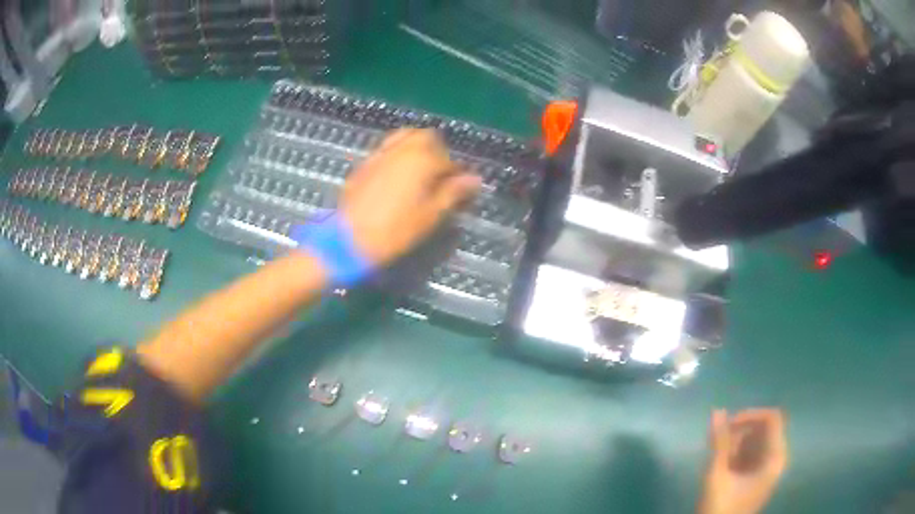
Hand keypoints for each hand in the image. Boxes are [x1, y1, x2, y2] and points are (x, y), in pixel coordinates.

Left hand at [340, 128, 480, 265]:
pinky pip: (387, 147)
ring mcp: (381, 152)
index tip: (460, 191)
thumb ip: (453, 193)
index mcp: (423, 159)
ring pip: (405, 136)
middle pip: (427, 137)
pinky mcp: (365, 162)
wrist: (349, 239)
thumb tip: (475, 179)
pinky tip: (398, 175)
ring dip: (417, 147)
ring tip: (420, 172)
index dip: (457, 175)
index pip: (449, 160)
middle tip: (440, 177)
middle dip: (438, 152)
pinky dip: (398, 153)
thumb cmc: (395, 230)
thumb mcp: (430, 215)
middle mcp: (403, 148)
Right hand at [698, 409, 788, 513]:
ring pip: (755, 441)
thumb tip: (717, 411)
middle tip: (718, 442)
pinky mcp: (755, 477)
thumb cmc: (720, 507)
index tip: (728, 423)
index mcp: (775, 457)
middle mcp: (775, 459)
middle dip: (741, 431)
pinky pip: (750, 454)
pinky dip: (736, 453)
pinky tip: (720, 463)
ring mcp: (766, 469)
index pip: (772, 418)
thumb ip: (719, 443)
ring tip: (716, 455)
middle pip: (764, 429)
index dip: (751, 415)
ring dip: (736, 442)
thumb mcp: (718, 474)